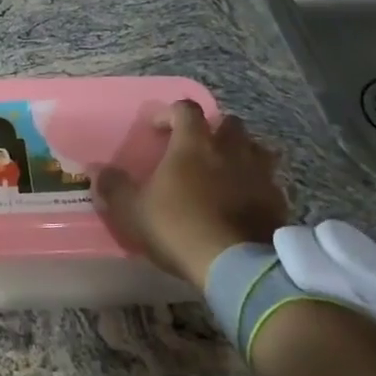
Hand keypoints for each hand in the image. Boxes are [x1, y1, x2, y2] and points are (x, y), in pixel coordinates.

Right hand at [92, 100, 289, 287]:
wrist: (237, 266)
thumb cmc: (178, 228)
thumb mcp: (133, 210)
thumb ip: (114, 187)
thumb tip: (96, 170)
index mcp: (194, 143)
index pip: (185, 109)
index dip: (170, 113)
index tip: (157, 129)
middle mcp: (230, 149)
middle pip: (229, 123)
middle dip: (214, 130)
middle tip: (198, 148)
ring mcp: (259, 173)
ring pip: (256, 149)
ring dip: (241, 153)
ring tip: (227, 171)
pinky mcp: (278, 200)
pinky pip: (269, 182)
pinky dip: (257, 185)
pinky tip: (245, 202)